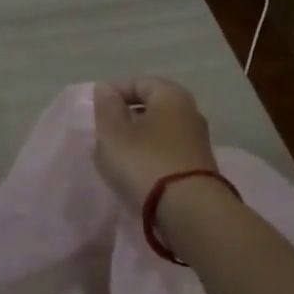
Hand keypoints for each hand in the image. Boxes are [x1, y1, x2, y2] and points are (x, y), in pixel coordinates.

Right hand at [92, 77, 219, 209]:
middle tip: (103, 135)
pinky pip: (167, 154)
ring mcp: (197, 142)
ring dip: (137, 141)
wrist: (189, 211)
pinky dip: (150, 158)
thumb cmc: (145, 162)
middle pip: (151, 107)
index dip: (114, 93)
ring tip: (115, 158)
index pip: (139, 82)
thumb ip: (106, 108)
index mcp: (171, 95)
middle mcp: (190, 112)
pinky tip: (135, 174)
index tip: (95, 112)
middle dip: (126, 118)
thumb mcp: (113, 133)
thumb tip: (106, 89)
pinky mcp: (198, 168)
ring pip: (159, 132)